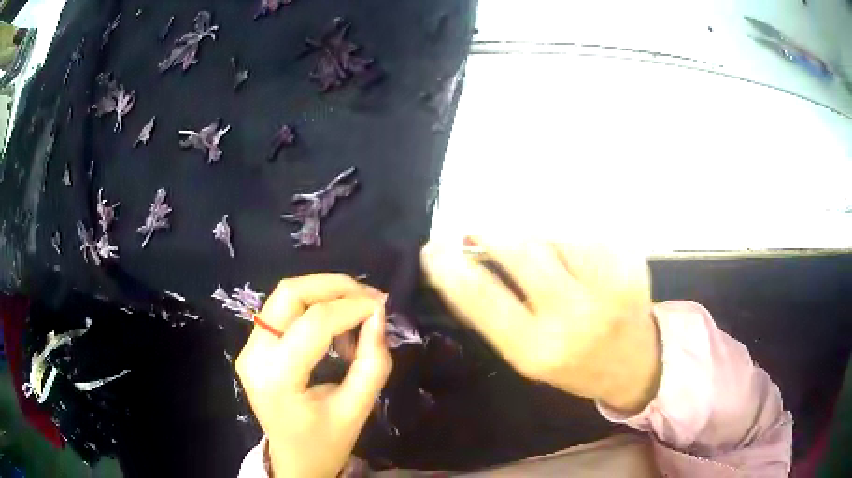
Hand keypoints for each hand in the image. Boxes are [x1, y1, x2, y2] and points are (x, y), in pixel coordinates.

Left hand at [236, 274, 391, 477]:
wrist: (293, 462)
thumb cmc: (325, 444)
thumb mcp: (356, 409)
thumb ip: (372, 362)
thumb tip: (378, 315)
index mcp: (277, 377)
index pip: (314, 323)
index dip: (352, 307)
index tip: (382, 306)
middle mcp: (254, 354)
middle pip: (290, 293)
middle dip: (333, 286)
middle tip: (369, 297)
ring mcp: (249, 348)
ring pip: (285, 296)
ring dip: (324, 294)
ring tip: (355, 316)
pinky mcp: (253, 347)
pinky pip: (282, 311)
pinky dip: (313, 308)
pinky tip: (335, 327)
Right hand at [421, 240, 660, 412]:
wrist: (634, 363)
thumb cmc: (574, 365)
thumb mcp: (527, 354)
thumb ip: (496, 313)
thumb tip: (462, 264)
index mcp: (538, 349)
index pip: (481, 299)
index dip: (450, 268)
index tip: (432, 247)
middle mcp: (574, 318)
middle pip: (522, 249)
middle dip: (493, 233)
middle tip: (481, 231)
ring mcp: (608, 286)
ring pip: (554, 235)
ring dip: (538, 240)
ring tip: (547, 260)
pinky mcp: (630, 263)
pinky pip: (584, 234)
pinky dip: (571, 240)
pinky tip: (579, 261)